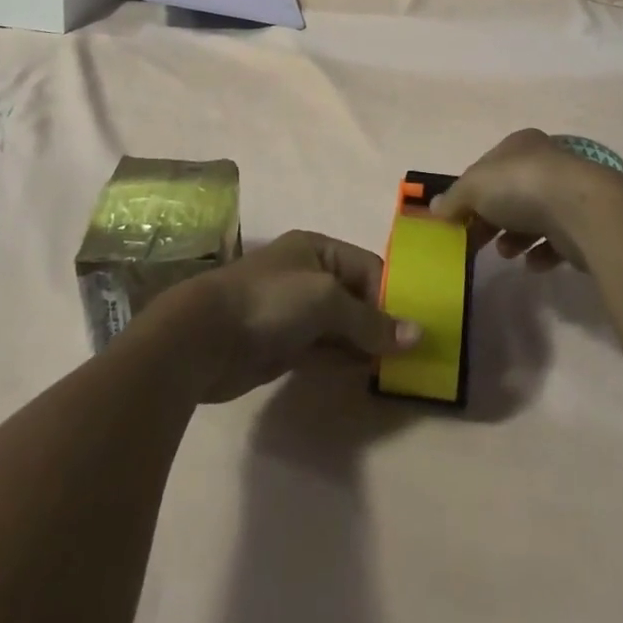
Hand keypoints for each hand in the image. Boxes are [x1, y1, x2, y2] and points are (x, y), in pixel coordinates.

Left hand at [167, 231, 421, 403]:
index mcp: (319, 249)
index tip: (417, 327)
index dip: (393, 294)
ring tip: (398, 367)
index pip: (369, 267)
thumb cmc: (270, 301)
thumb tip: (417, 335)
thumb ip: (370, 320)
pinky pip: (325, 349)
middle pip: (357, 296)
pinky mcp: (284, 345)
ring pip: (342, 326)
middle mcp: (309, 275)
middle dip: (382, 321)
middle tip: (414, 351)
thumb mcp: (326, 300)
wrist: (205, 337)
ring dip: (365, 344)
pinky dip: (345, 359)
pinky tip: (367, 373)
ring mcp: (296, 312)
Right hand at [431, 129, 622, 271]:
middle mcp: (546, 163)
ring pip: (533, 216)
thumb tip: (434, 209)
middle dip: (490, 218)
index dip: (469, 192)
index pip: (488, 167)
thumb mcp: (474, 186)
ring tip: (505, 253)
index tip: (456, 219)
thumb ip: (453, 198)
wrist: (583, 212)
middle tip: (474, 242)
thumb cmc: (522, 187)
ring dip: (514, 236)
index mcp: (520, 145)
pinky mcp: (584, 224)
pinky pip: (557, 240)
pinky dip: (541, 252)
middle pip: (509, 193)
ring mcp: (568, 193)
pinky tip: (532, 264)